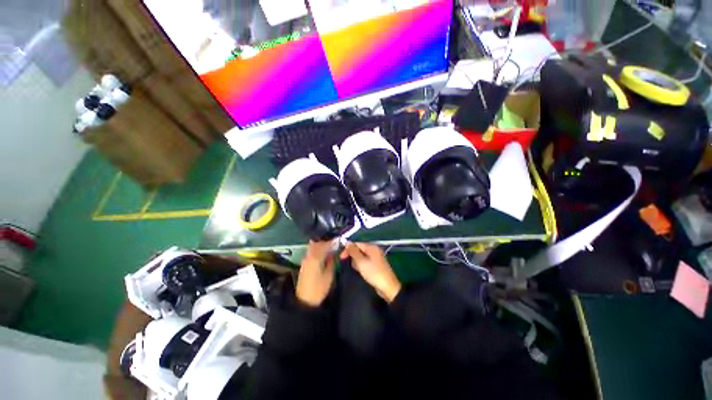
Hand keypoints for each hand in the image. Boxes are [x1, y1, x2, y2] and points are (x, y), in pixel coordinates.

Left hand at [296, 240, 335, 306]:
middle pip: (317, 244)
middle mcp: (309, 256)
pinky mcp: (304, 264)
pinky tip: (322, 252)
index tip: (339, 240)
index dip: (332, 242)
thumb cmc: (319, 289)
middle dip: (326, 242)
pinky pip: (311, 251)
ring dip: (321, 245)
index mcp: (316, 258)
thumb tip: (334, 253)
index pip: (324, 245)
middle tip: (335, 243)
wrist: (304, 301)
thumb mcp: (329, 275)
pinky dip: (317, 249)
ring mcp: (305, 259)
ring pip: (313, 247)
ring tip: (329, 247)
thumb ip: (331, 261)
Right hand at [340, 243, 401, 302]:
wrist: (388, 287)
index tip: (341, 257)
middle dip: (353, 256)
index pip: (356, 243)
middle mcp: (374, 250)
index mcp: (371, 247)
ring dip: (357, 262)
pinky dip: (362, 266)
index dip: (348, 249)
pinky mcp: (376, 265)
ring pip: (361, 256)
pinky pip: (365, 262)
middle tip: (351, 265)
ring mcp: (376, 257)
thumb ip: (353, 251)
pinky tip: (361, 272)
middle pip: (359, 249)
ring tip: (358, 270)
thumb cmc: (374, 273)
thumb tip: (347, 242)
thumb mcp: (361, 262)